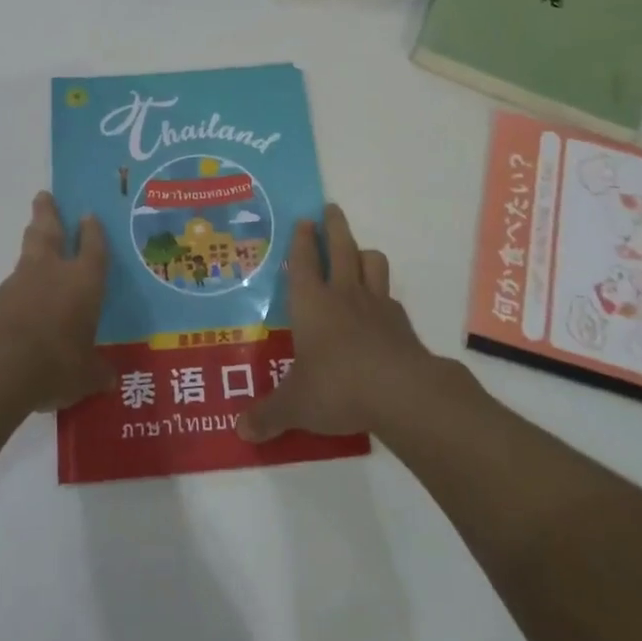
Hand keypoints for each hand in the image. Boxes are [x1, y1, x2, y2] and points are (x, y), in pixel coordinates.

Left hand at [0, 191, 113, 412]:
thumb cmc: (55, 362)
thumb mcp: (84, 375)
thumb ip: (96, 373)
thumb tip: (108, 379)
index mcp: (84, 282)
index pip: (93, 249)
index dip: (93, 233)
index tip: (89, 215)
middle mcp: (52, 273)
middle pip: (49, 233)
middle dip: (48, 214)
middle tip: (43, 196)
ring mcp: (18, 284)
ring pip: (27, 253)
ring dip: (31, 241)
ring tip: (33, 232)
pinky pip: (11, 286)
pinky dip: (17, 285)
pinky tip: (19, 296)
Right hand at [237, 205, 434, 442]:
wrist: (401, 393)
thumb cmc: (336, 386)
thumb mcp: (295, 405)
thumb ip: (268, 415)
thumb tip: (240, 431)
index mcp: (311, 303)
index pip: (303, 260)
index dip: (302, 239)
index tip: (303, 219)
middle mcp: (343, 294)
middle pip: (341, 247)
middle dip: (334, 226)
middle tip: (331, 209)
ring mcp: (376, 305)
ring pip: (372, 263)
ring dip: (364, 253)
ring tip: (358, 254)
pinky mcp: (402, 324)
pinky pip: (390, 297)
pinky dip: (383, 295)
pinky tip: (379, 308)